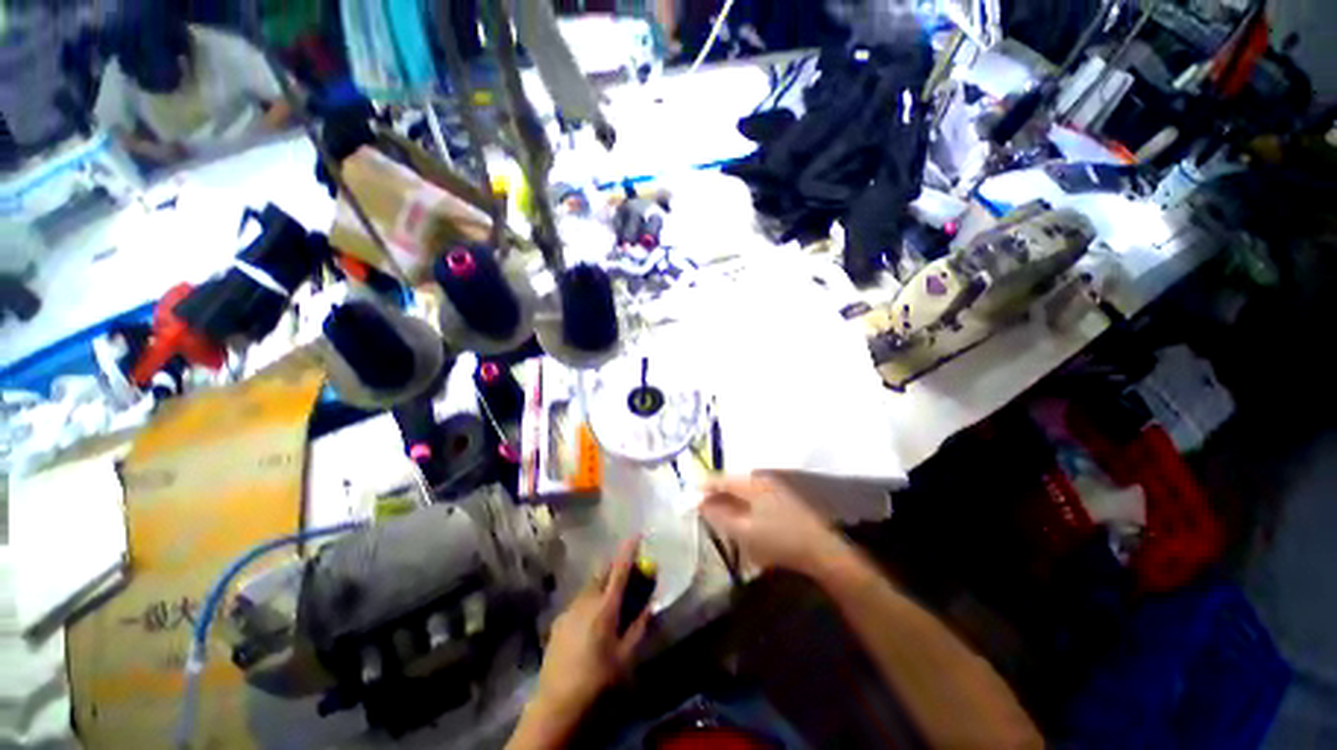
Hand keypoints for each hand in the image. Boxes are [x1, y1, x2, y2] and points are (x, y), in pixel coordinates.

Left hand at [530, 539, 650, 724]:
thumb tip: (649, 604)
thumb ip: (639, 627)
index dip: (628, 551)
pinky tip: (592, 620)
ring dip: (602, 584)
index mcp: (604, 607)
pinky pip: (579, 601)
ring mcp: (568, 611)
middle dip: (615, 567)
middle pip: (602, 574)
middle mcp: (584, 601)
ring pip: (589, 587)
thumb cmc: (598, 682)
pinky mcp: (557, 622)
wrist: (556, 707)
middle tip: (627, 572)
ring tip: (612, 599)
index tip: (636, 534)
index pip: (619, 570)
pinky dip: (590, 599)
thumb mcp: (626, 658)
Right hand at [700, 473, 849, 577]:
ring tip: (717, 516)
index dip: (702, 489)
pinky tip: (739, 518)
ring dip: (727, 501)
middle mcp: (760, 479)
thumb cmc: (779, 540)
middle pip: (730, 483)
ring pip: (741, 490)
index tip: (688, 499)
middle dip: (714, 495)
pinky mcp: (780, 498)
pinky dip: (741, 505)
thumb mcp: (744, 531)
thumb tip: (700, 504)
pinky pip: (752, 496)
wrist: (820, 550)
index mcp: (750, 482)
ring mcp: (772, 487)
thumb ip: (719, 516)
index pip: (719, 479)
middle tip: (701, 510)